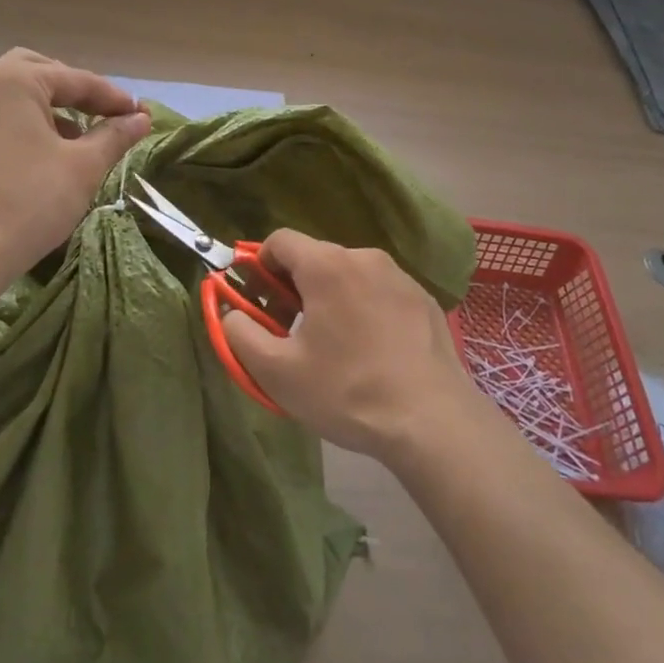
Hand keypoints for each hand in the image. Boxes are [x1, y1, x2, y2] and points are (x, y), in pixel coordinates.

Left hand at [0, 49, 149, 283]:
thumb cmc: (29, 198)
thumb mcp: (83, 166)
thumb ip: (114, 136)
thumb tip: (140, 118)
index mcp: (15, 80)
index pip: (76, 79)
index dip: (113, 98)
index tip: (140, 115)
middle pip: (39, 73)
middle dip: (75, 91)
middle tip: (103, 114)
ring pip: (16, 97)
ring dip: (51, 110)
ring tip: (81, 139)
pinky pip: (0, 120)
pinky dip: (28, 127)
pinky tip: (48, 157)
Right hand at [220, 230, 479, 460]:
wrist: (432, 422)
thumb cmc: (346, 391)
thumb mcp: (276, 372)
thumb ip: (239, 333)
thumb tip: (231, 314)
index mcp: (327, 265)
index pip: (279, 240)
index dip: (259, 266)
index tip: (259, 303)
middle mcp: (364, 257)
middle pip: (315, 257)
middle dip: (294, 286)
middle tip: (290, 332)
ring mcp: (400, 277)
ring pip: (349, 275)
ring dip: (331, 298)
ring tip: (334, 347)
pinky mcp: (425, 300)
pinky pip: (380, 292)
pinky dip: (365, 309)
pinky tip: (372, 353)